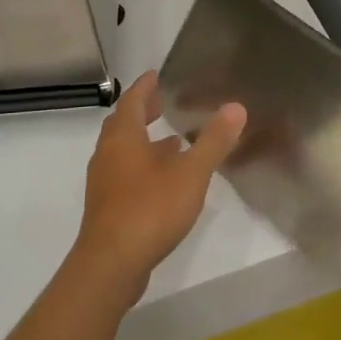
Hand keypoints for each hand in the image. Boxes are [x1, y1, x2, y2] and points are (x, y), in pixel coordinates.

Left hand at [75, 71, 246, 298]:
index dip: (145, 87)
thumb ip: (213, 141)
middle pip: (123, 124)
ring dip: (145, 142)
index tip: (157, 75)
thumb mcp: (190, 173)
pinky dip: (143, 167)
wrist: (112, 263)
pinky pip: (125, 175)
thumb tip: (236, 107)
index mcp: (123, 137)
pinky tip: (165, 181)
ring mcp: (104, 182)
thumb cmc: (150, 208)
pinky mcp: (108, 207)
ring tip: (173, 141)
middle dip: (143, 111)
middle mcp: (108, 154)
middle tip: (164, 103)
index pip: (131, 100)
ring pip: (123, 151)